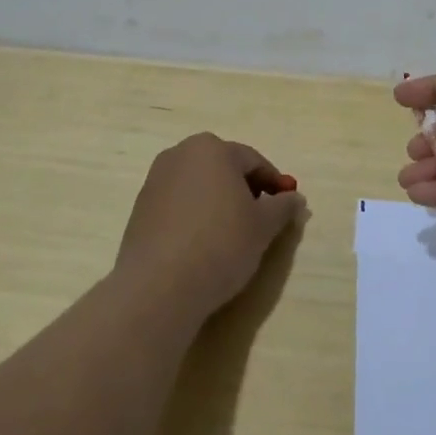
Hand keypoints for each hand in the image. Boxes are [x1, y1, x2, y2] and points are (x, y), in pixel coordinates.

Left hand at [116, 133, 306, 315]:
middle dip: (245, 190)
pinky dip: (196, 216)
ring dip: (219, 203)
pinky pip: (179, 205)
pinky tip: (203, 244)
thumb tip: (295, 198)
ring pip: (200, 187)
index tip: (285, 208)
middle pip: (224, 169)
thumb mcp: (264, 226)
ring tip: (232, 235)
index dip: (274, 184)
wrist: (160, 285)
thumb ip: (283, 207)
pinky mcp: (140, 208)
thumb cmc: (221, 243)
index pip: (254, 161)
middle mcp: (179, 155)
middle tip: (261, 221)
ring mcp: (155, 181)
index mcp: (212, 149)